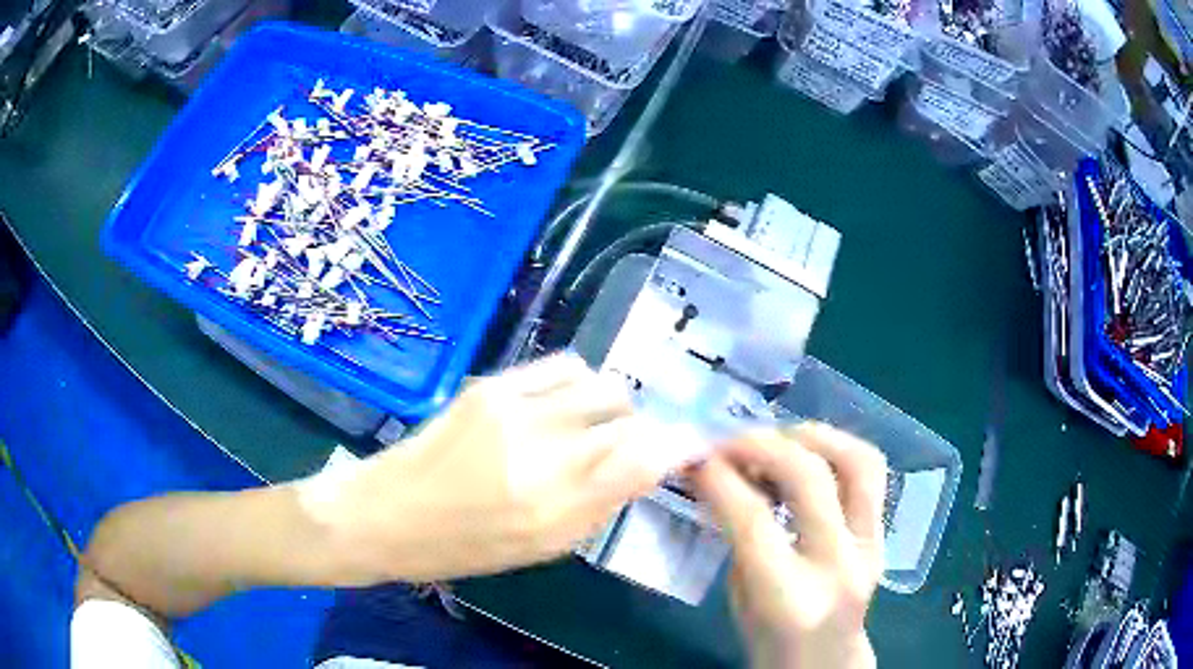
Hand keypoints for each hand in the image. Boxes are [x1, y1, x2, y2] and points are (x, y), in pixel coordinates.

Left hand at [304, 354, 696, 583]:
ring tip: (592, 424)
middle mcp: (541, 454)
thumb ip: (596, 506)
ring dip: (612, 405)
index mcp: (554, 510)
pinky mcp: (491, 385)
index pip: (642, 461)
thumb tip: (644, 466)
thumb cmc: (461, 547)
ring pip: (601, 385)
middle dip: (645, 429)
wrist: (385, 512)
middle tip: (630, 444)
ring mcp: (514, 410)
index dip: (679, 446)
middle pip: (628, 417)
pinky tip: (564, 402)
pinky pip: (563, 366)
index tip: (691, 444)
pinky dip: (579, 383)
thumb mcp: (538, 548)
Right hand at [692, 423, 886, 668]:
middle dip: (763, 445)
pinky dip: (838, 449)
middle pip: (810, 479)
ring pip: (858, 462)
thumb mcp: (739, 598)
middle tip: (730, 442)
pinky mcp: (883, 535)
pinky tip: (808, 453)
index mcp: (788, 596)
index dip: (719, 478)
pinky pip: (871, 472)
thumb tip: (722, 475)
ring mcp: (870, 546)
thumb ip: (737, 538)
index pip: (752, 519)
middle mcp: (837, 565)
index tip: (695, 458)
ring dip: (814, 436)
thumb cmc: (770, 640)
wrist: (827, 661)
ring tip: (778, 438)